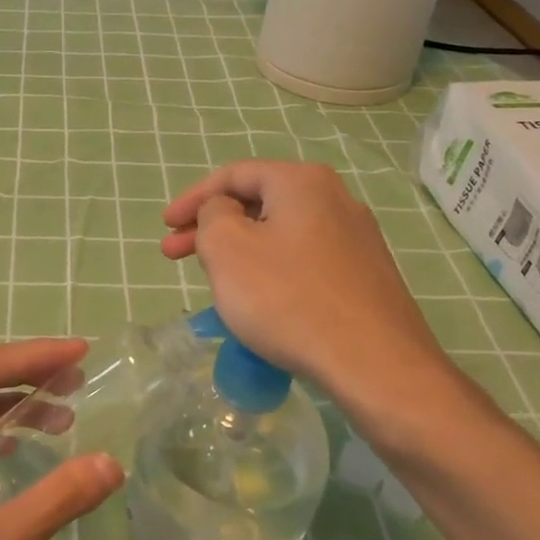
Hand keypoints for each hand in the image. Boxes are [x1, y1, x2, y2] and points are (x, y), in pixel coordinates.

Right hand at [161, 161, 466, 439]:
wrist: (374, 364)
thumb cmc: (288, 298)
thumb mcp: (227, 248)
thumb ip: (212, 215)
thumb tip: (224, 211)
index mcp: (302, 182)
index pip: (234, 175)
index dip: (192, 198)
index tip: (165, 226)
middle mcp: (335, 199)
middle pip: (258, 202)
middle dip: (210, 227)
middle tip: (173, 254)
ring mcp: (356, 239)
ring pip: (280, 234)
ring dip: (239, 250)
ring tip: (212, 279)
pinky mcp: (365, 276)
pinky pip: (303, 261)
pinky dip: (270, 270)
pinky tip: (258, 300)